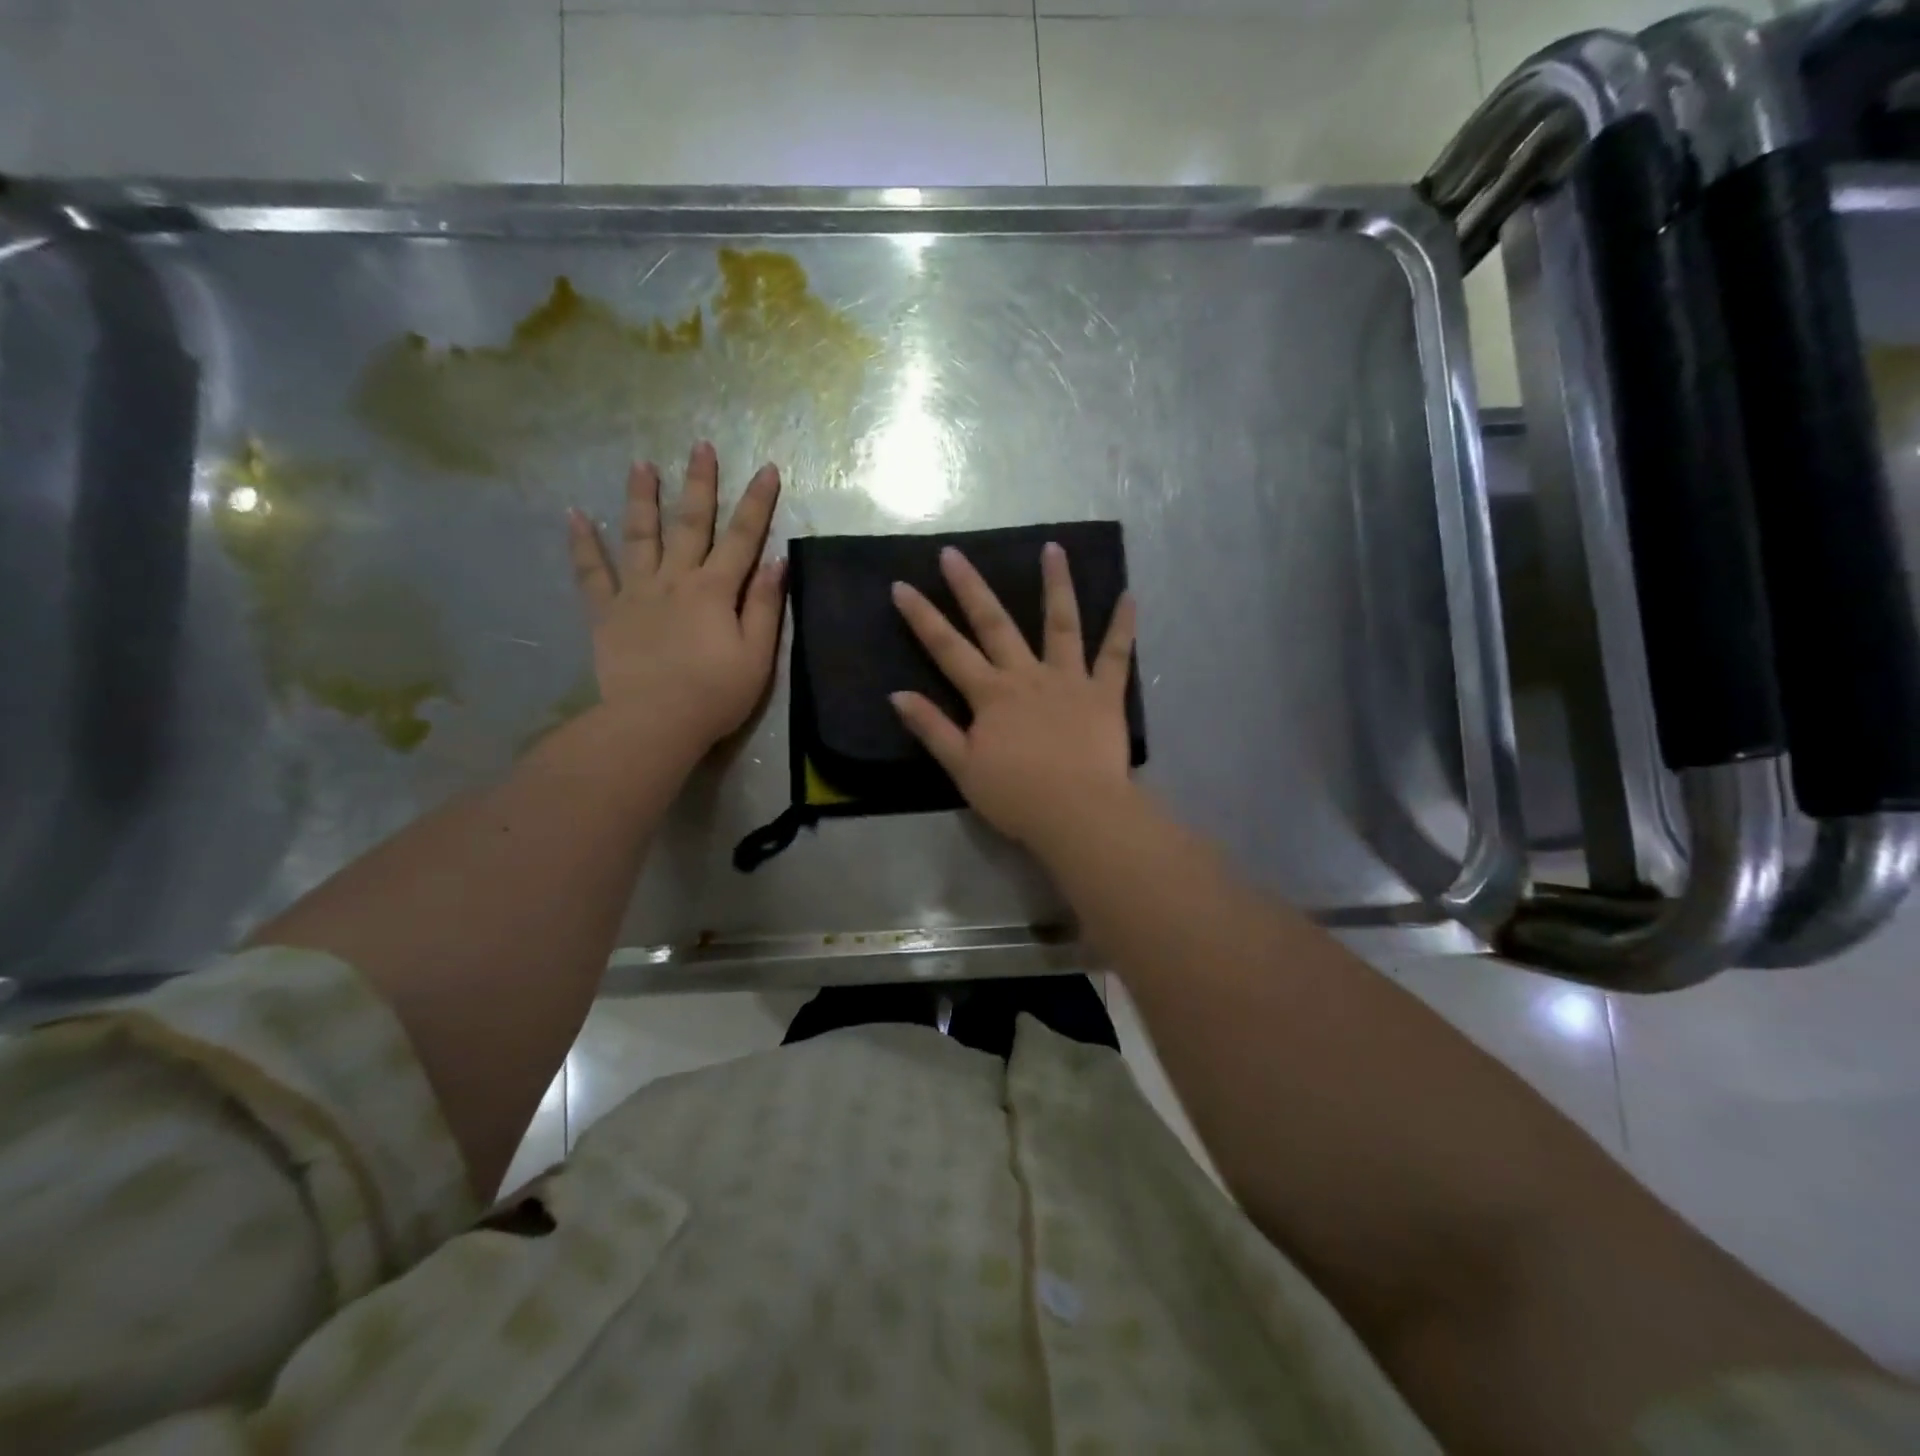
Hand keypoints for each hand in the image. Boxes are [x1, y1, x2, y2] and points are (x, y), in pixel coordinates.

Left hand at [567, 442, 785, 750]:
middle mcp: (675, 580)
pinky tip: (574, 515)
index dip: (757, 503)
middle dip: (699, 484)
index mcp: (715, 590)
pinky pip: (591, 573)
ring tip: (640, 464)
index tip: (767, 468)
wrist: (654, 723)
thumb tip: (777, 561)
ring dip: (642, 498)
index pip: (742, 537)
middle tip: (700, 447)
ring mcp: (636, 593)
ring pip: (639, 536)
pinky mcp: (606, 614)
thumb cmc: (715, 694)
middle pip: (690, 524)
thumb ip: (766, 606)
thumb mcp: (757, 655)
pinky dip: (582, 544)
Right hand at [890, 543, 1137, 850]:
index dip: (922, 618)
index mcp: (991, 695)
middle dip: (971, 587)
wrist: (1077, 813)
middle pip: (995, 623)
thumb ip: (932, 728)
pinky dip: (1123, 624)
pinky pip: (1116, 654)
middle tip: (954, 552)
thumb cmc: (1016, 796)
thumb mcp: (963, 767)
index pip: (948, 649)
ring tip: (1054, 548)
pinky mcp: (1105, 693)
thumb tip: (897, 695)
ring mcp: (1069, 679)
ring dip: (1056, 584)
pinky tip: (1130, 596)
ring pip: (1061, 623)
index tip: (902, 586)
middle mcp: (1027, 675)